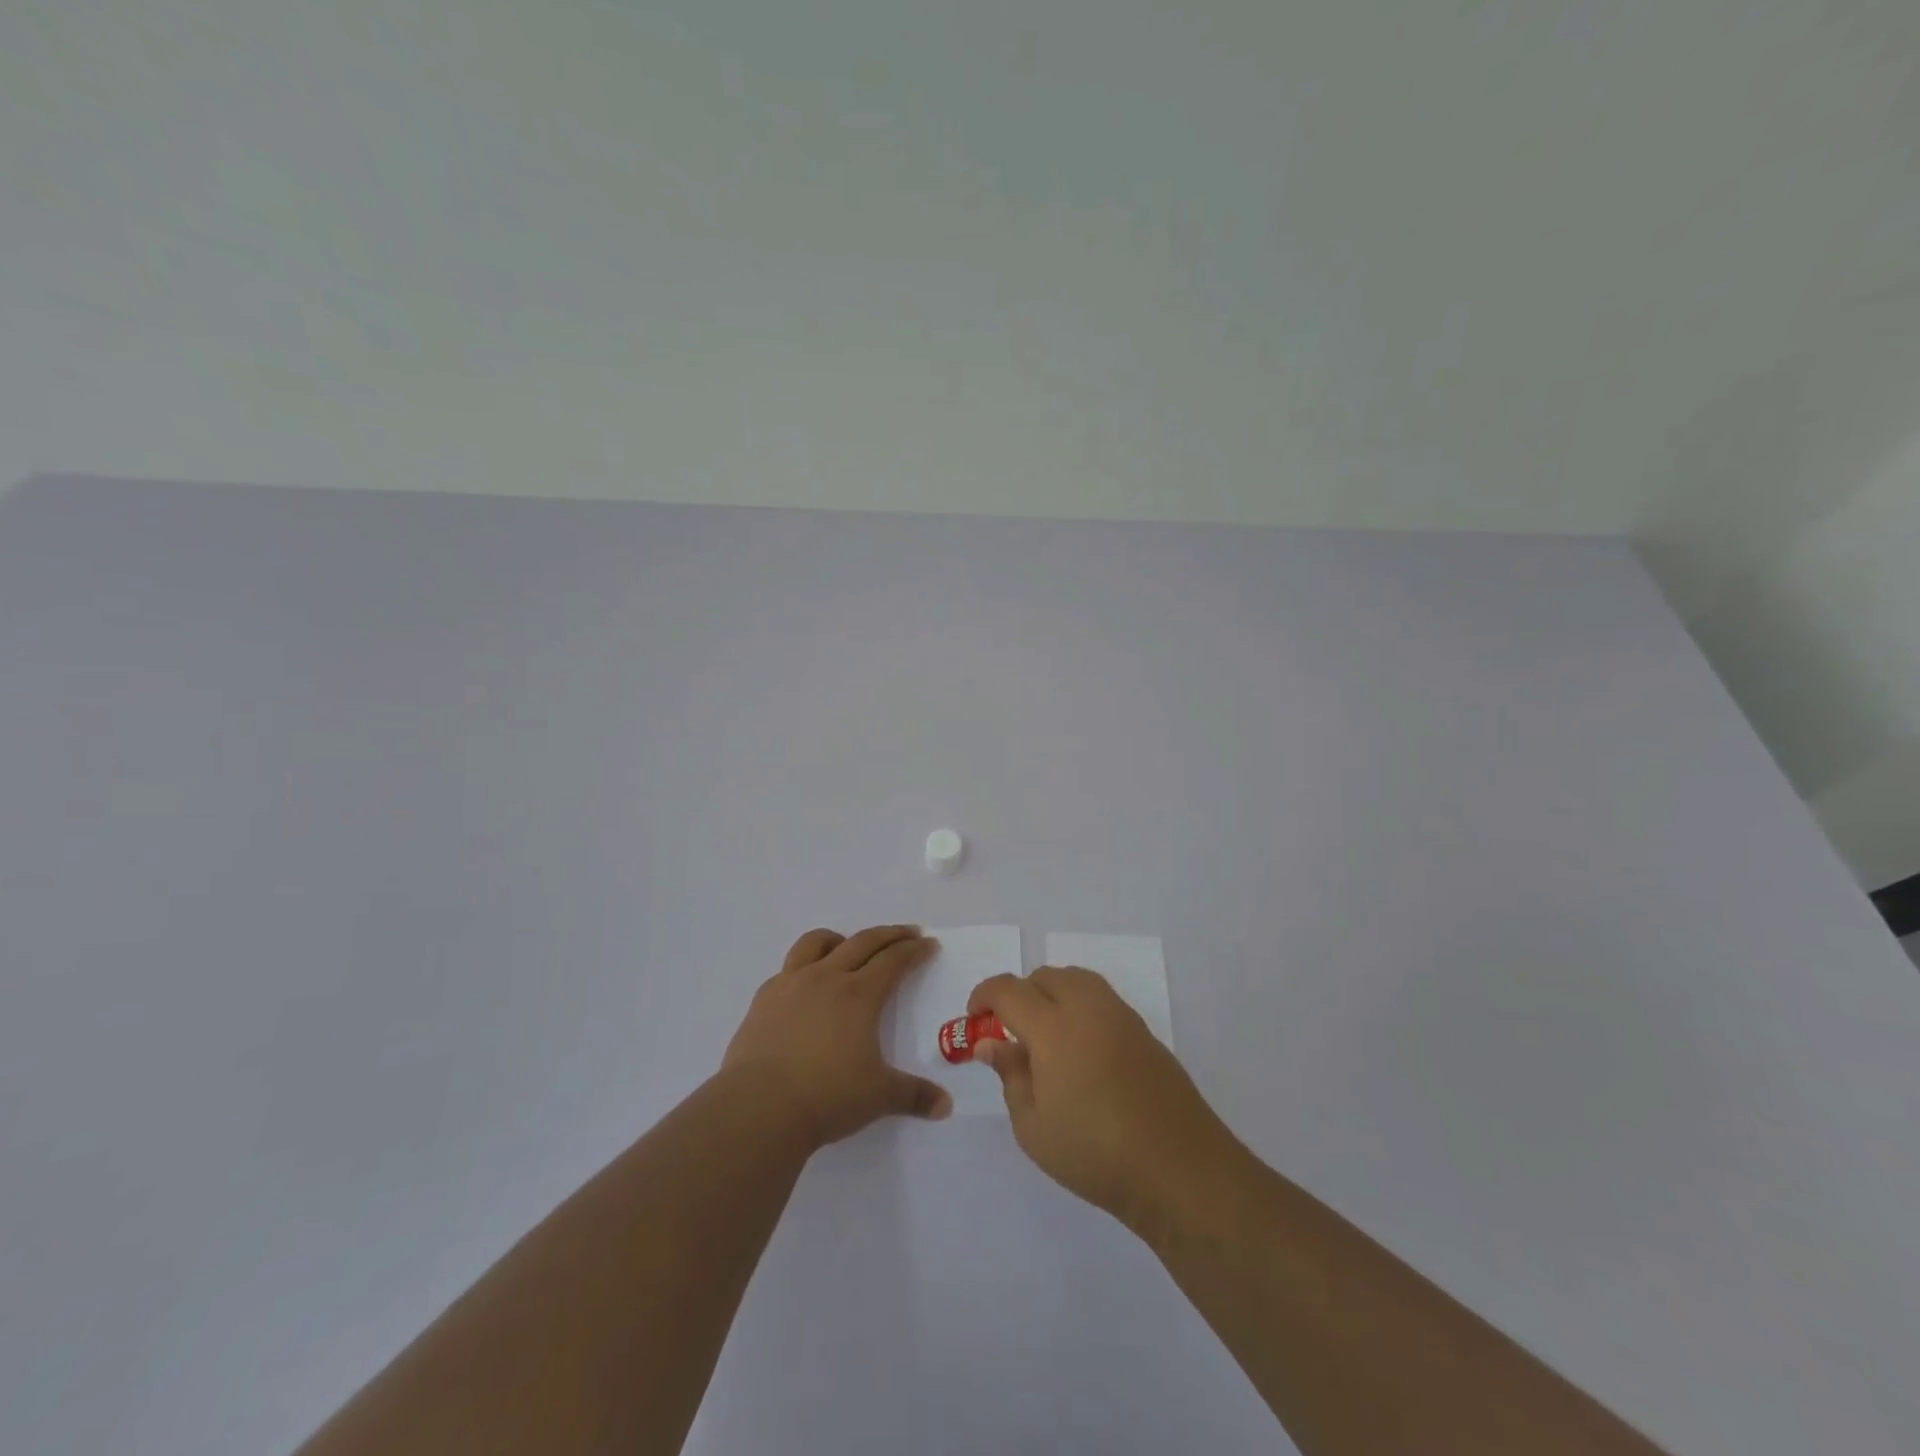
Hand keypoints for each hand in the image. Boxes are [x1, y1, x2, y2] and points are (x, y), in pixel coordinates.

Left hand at [724, 925, 951, 1148]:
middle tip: (908, 933)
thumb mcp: (879, 1097)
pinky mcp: (763, 999)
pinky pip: (788, 969)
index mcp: (859, 995)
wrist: (759, 1107)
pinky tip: (807, 987)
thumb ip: (914, 1096)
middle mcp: (826, 978)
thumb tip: (946, 1106)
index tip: (929, 944)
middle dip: (890, 934)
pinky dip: (805, 968)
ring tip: (849, 946)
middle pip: (863, 942)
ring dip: (841, 939)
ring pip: (817, 942)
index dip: (915, 950)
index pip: (894, 960)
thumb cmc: (827, 1097)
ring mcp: (791, 984)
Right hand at [968, 966, 1242, 1232]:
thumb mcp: (1033, 1126)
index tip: (973, 1017)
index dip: (984, 996)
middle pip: (1045, 976)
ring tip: (1045, 1035)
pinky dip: (1080, 1007)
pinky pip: (1101, 999)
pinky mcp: (1144, 1031)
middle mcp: (1087, 1008)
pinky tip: (1080, 1049)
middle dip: (1019, 994)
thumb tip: (992, 1043)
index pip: (1009, 990)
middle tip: (1010, 1031)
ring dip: (1052, 993)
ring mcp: (1120, 1016)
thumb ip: (1010, 1075)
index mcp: (1053, 1026)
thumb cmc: (1094, 1153)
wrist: (1178, 1168)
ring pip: (1077, 980)